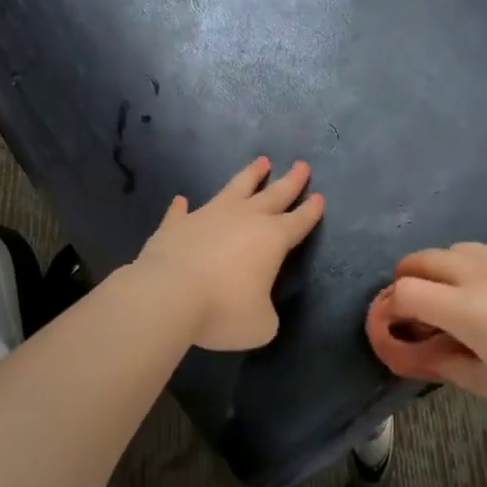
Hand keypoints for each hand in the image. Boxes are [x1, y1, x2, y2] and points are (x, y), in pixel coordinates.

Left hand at [133, 157, 324, 350]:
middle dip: (291, 181)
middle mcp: (243, 219)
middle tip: (301, 165)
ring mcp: (208, 216)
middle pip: (273, 195)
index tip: (319, 196)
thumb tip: (255, 305)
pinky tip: (181, 201)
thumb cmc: (223, 309)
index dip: (310, 211)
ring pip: (235, 188)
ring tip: (261, 161)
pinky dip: (182, 207)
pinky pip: (181, 212)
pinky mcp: (176, 225)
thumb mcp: (260, 325)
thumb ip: (265, 312)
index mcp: (272, 239)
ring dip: (250, 175)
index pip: (298, 221)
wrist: (168, 293)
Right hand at [365, 242, 486, 420]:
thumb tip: (414, 352)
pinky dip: (470, 265)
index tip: (396, 327)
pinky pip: (483, 249)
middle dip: (406, 281)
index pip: (404, 291)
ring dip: (439, 270)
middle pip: (419, 259)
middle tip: (418, 310)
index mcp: (466, 309)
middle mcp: (478, 272)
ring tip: (455, 298)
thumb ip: (443, 364)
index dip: (390, 309)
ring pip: (451, 249)